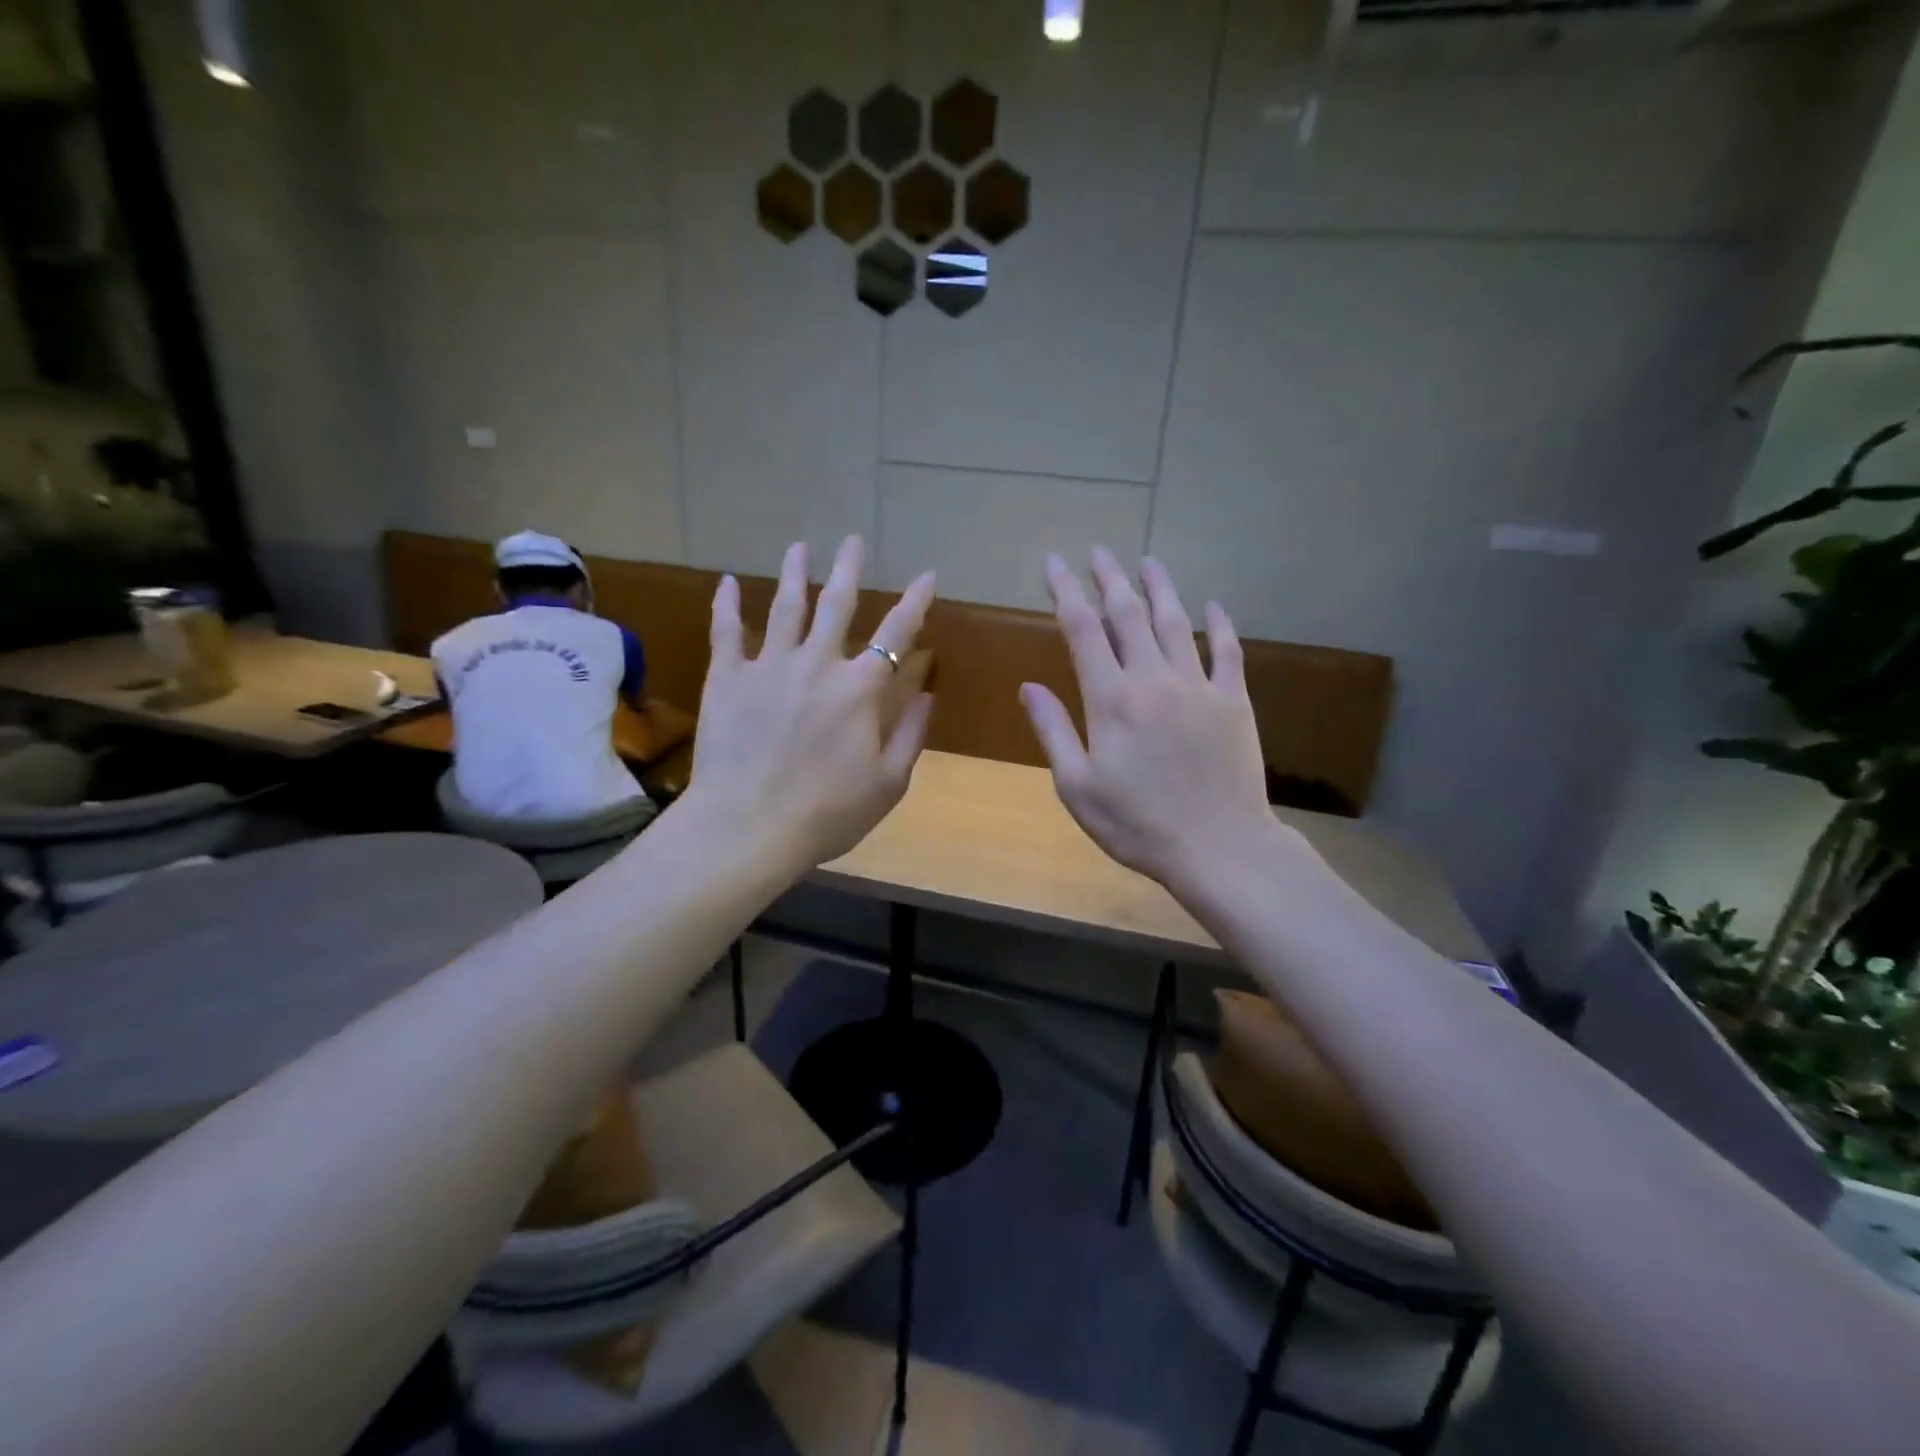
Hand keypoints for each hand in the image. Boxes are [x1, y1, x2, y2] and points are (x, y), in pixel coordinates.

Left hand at [686, 536, 935, 868]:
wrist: (748, 827)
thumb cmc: (827, 813)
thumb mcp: (888, 783)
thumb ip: (911, 734)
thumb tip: (927, 692)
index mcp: (860, 689)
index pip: (896, 633)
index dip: (915, 601)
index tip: (927, 575)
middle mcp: (817, 664)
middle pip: (836, 604)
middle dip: (848, 569)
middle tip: (852, 540)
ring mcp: (768, 666)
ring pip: (785, 607)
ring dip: (795, 574)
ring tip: (799, 547)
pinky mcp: (727, 679)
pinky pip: (726, 632)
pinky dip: (726, 605)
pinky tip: (727, 582)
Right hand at [1020, 549, 1279, 888]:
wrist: (1218, 846)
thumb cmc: (1136, 823)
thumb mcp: (1077, 787)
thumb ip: (1053, 731)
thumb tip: (1028, 686)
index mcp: (1110, 699)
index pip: (1083, 629)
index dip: (1066, 591)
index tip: (1055, 563)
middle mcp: (1153, 679)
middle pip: (1129, 614)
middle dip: (1109, 578)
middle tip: (1098, 551)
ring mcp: (1198, 686)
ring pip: (1176, 622)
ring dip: (1159, 588)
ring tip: (1147, 561)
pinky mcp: (1233, 701)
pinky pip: (1227, 651)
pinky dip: (1219, 624)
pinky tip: (1213, 605)